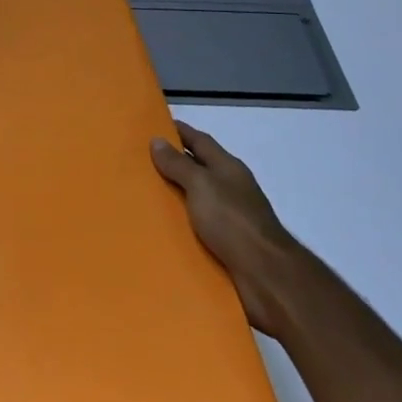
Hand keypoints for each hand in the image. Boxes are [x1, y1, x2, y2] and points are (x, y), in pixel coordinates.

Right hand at [152, 122, 306, 339]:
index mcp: (227, 168)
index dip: (177, 131)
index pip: (199, 140)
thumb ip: (178, 164)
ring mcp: (230, 218)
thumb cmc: (233, 221)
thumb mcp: (201, 185)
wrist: (266, 276)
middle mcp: (230, 189)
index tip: (152, 125)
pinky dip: (179, 225)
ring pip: (195, 200)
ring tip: (140, 196)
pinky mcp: (226, 245)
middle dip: (170, 164)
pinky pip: (196, 228)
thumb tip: (157, 140)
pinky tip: (158, 228)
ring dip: (173, 197)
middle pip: (197, 169)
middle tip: (135, 162)